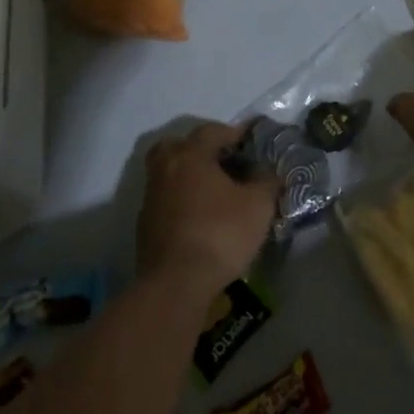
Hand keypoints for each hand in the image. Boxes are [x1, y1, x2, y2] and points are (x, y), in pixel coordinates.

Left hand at [138, 122, 276, 294]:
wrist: (176, 283)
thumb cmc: (220, 234)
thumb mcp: (258, 205)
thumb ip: (266, 181)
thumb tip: (267, 171)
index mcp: (190, 155)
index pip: (211, 131)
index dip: (233, 132)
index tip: (251, 140)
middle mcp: (165, 169)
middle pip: (178, 146)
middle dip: (200, 149)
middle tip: (222, 161)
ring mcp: (151, 197)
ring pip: (169, 173)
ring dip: (189, 176)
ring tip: (214, 191)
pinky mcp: (145, 224)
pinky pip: (166, 199)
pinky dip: (181, 200)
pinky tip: (199, 216)